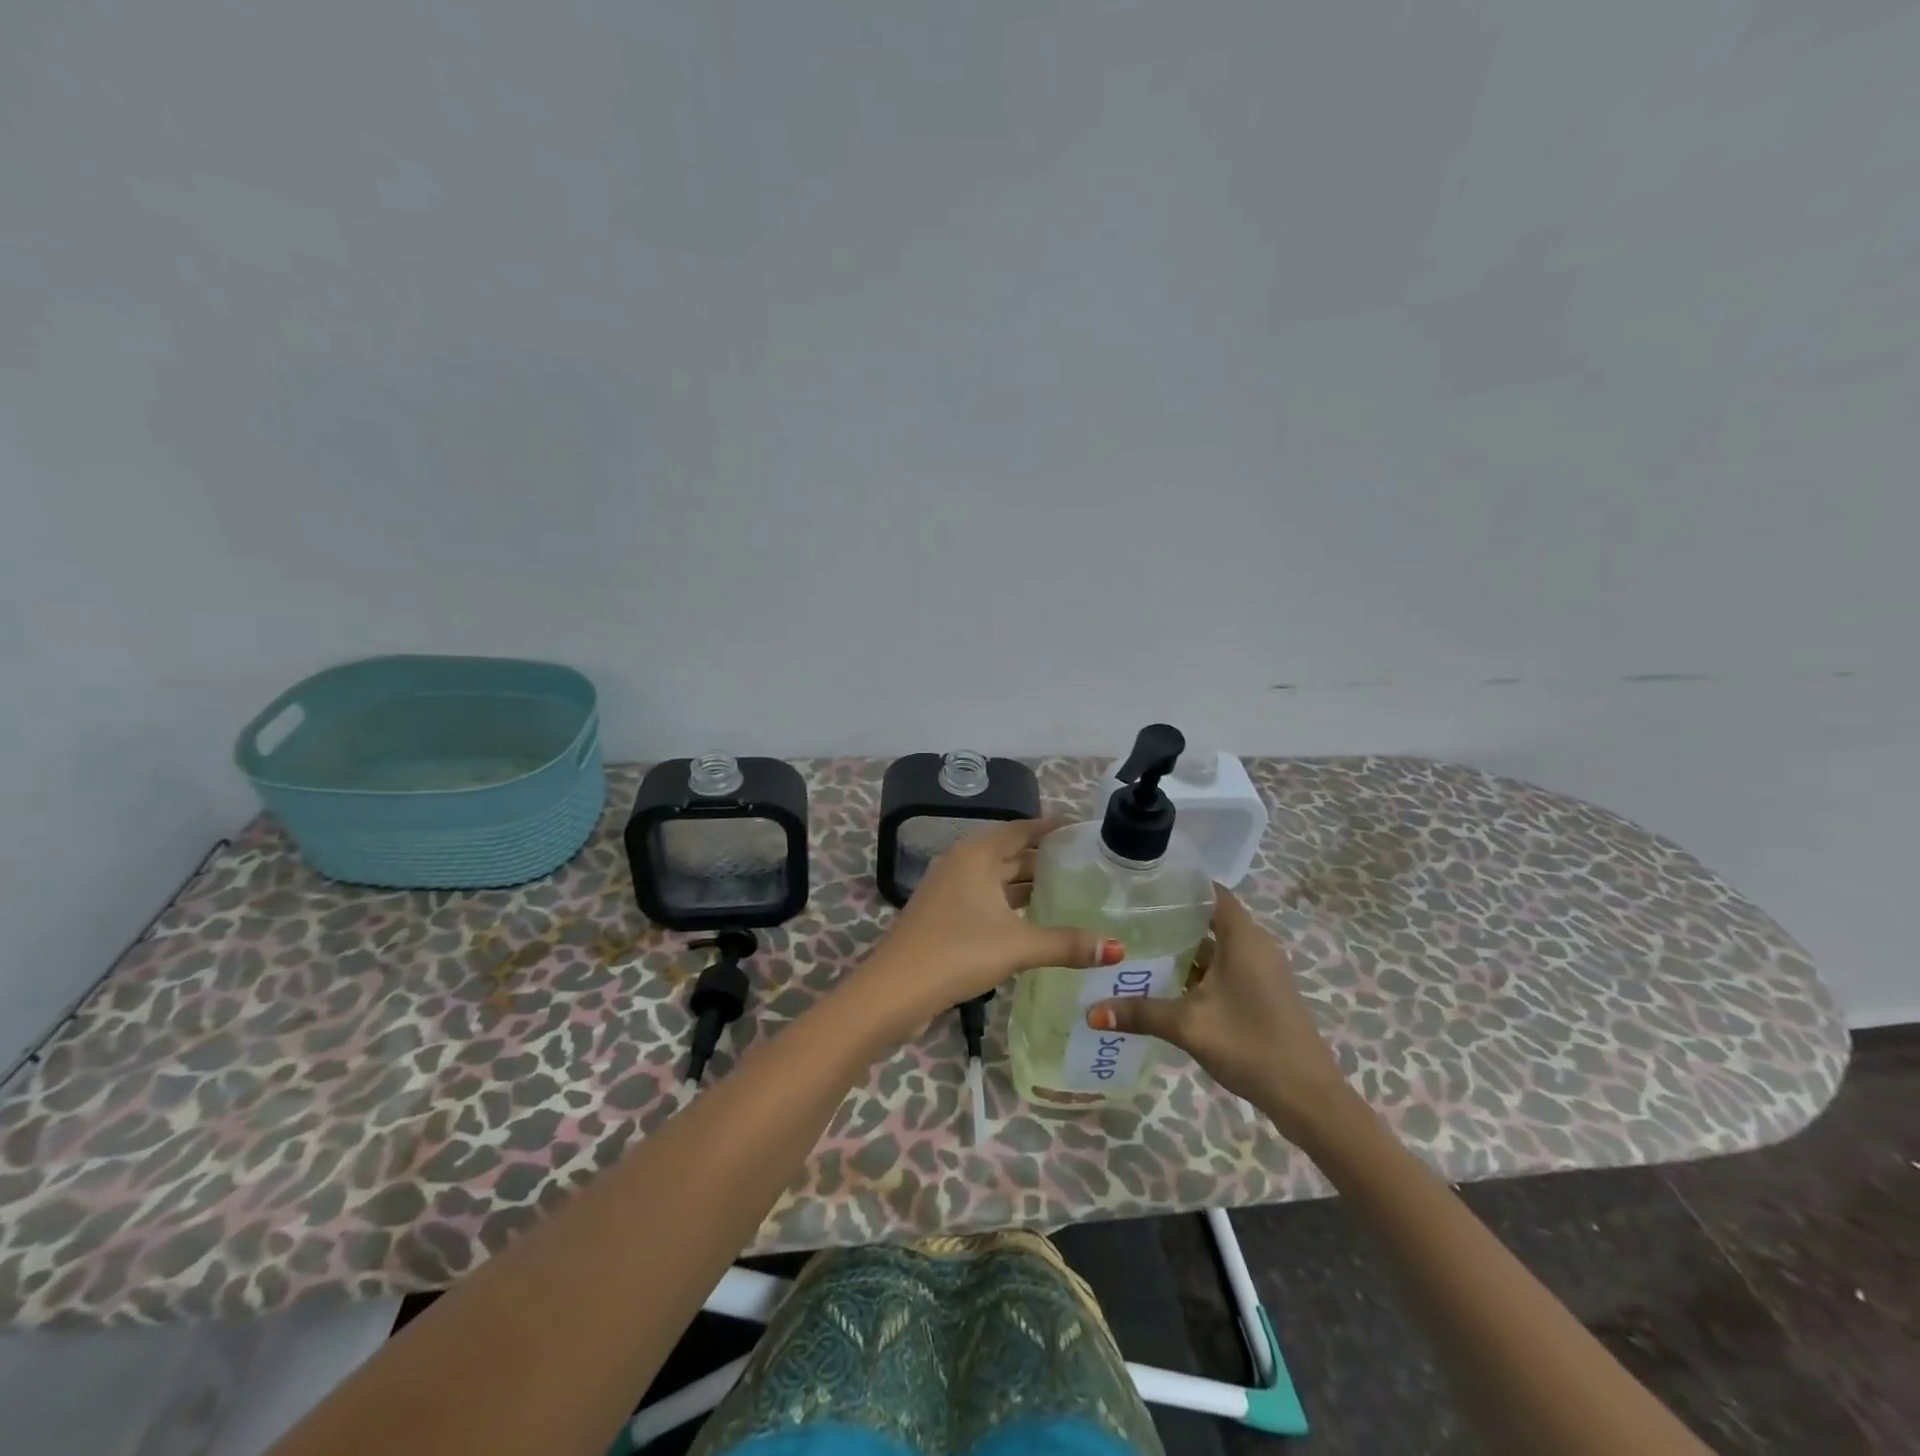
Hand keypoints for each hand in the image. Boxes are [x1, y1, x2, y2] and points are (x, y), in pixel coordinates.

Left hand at [856, 819, 1123, 1036]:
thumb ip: (1066, 944)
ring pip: (996, 878)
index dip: (1050, 828)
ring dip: (1026, 884)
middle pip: (1009, 853)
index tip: (1082, 831)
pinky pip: (985, 898)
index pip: (1020, 829)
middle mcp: (961, 863)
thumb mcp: (1017, 945)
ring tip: (1068, 893)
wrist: (895, 990)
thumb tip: (1116, 948)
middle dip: (1043, 859)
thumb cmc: (957, 952)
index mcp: (976, 855)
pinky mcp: (943, 915)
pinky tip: (1033, 921)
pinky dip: (1010, 904)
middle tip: (1086, 866)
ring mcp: (949, 890)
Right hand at [1086, 884, 1345, 1137]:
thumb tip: (1090, 1012)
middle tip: (1129, 916)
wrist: (1308, 1097)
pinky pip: (1226, 967)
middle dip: (1173, 917)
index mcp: (1244, 938)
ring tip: (1139, 945)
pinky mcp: (1263, 993)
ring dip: (1184, 947)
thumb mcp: (1188, 1026)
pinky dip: (1199, 968)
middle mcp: (1256, 946)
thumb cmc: (1250, 1045)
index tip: (1143, 883)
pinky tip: (1168, 982)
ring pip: (1217, 946)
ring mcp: (1262, 971)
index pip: (1211, 891)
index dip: (1180, 884)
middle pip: (1211, 917)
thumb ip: (1139, 1013)